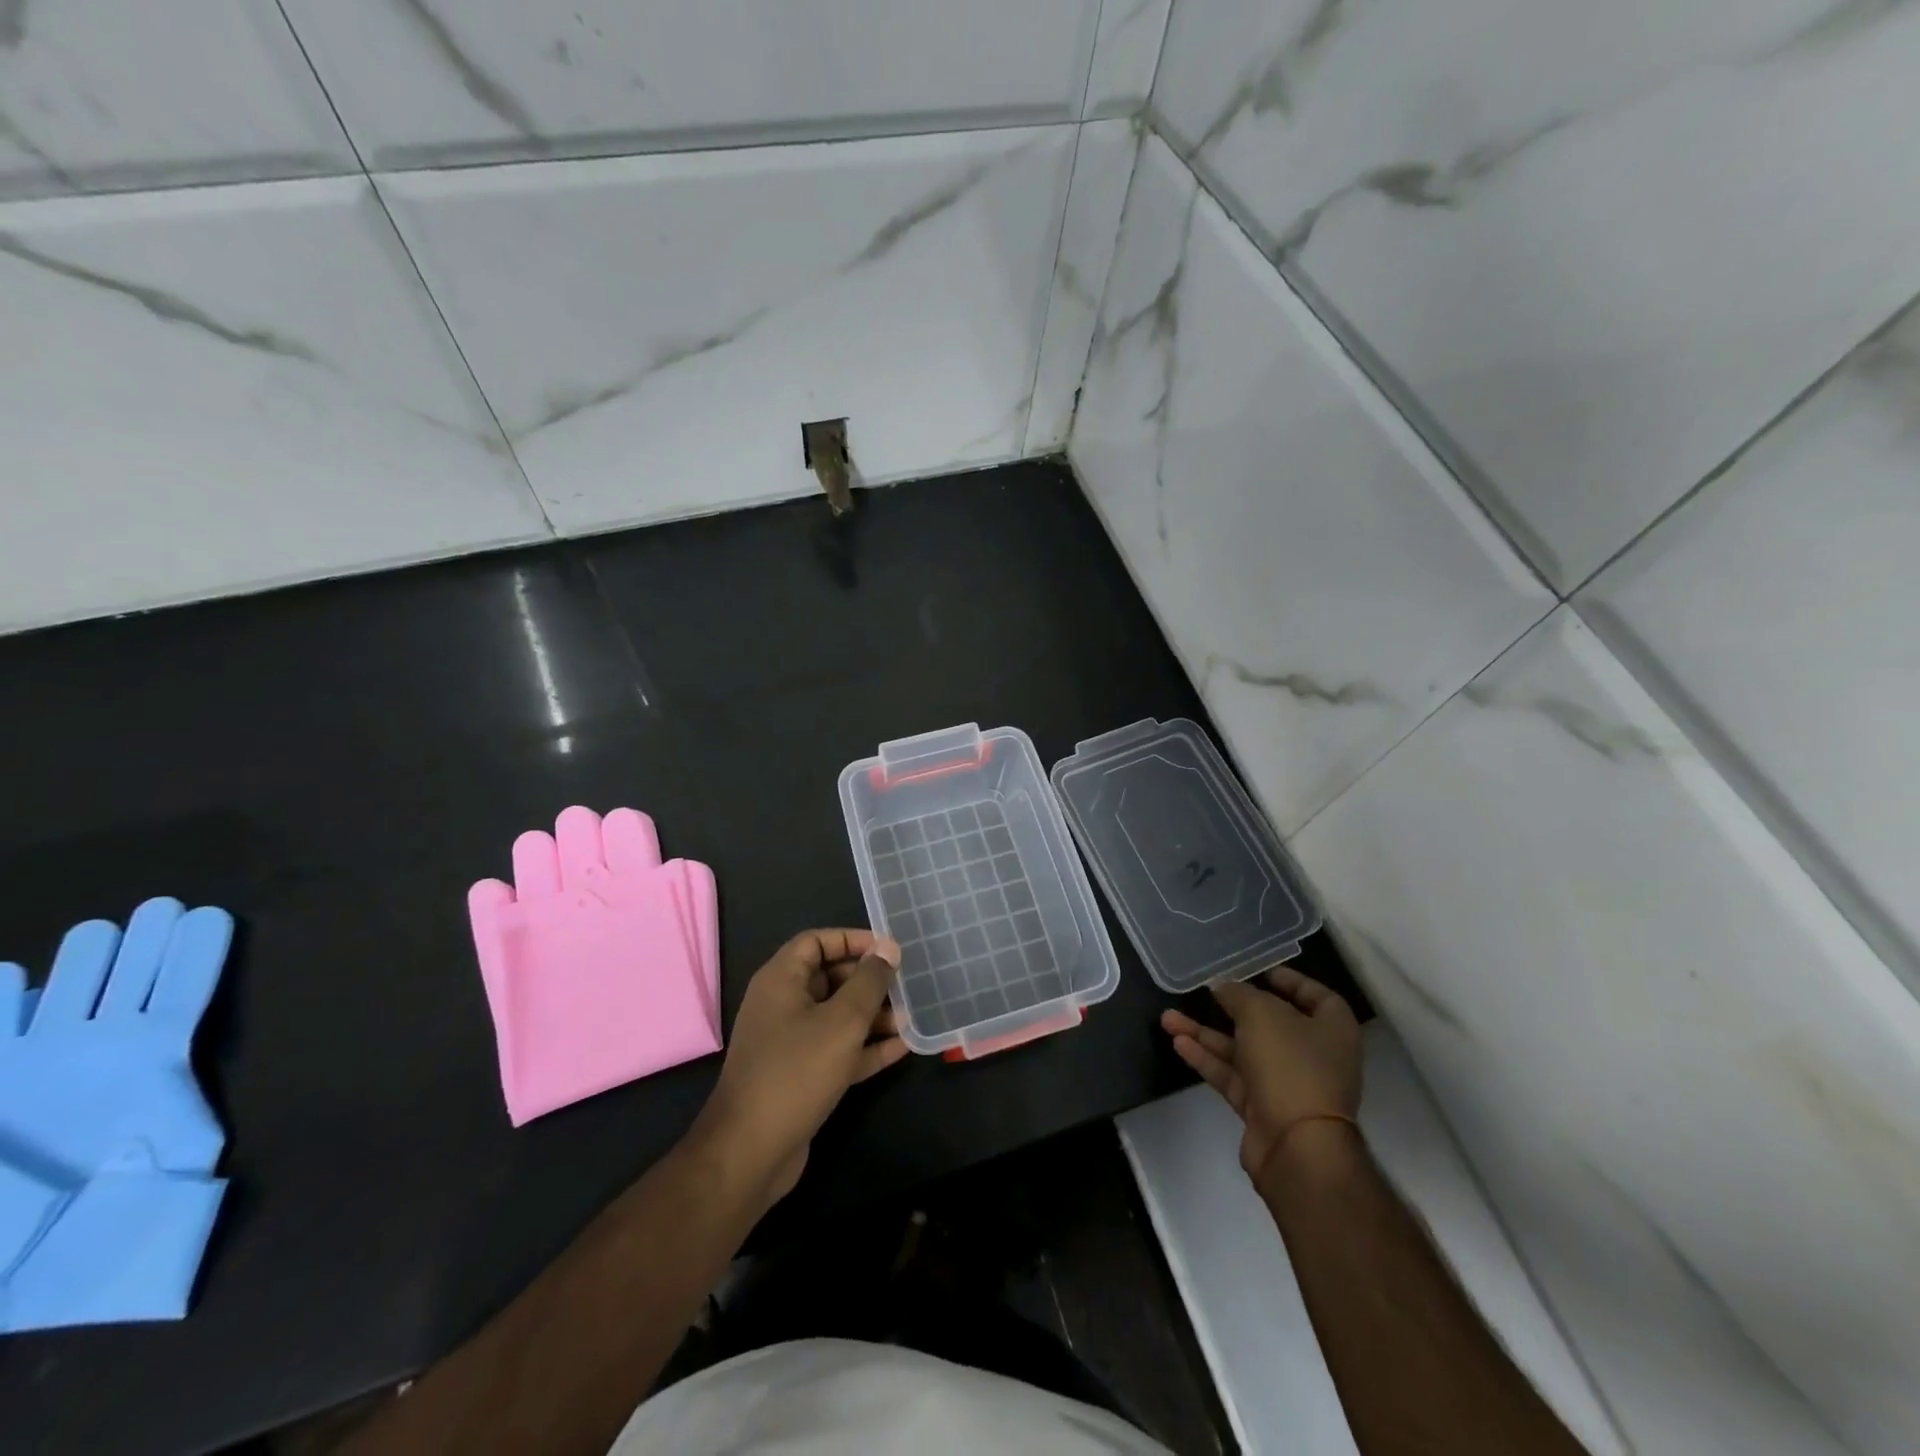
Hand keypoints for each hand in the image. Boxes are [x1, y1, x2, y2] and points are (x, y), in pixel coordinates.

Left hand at [691, 929, 905, 1205]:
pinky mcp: (801, 1076)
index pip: (816, 942)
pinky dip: (865, 1047)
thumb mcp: (842, 1021)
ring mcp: (790, 1043)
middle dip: (868, 981)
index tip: (887, 950)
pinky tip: (901, 1048)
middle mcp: (782, 1005)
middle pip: (829, 978)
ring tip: (909, 1018)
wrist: (750, 1153)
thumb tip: (889, 947)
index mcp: (781, 981)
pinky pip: (837, 1050)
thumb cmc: (796, 1072)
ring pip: (836, 1016)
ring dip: (872, 1016)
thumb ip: (869, 981)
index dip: (852, 940)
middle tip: (905, 986)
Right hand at [1161, 966, 1361, 1187]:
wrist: (1296, 1147)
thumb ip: (1239, 995)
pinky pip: (1232, 1076)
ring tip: (1168, 1017)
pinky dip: (1207, 1059)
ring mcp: (1288, 1085)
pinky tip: (1179, 1043)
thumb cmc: (1291, 1066)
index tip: (1262, 972)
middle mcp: (1314, 1056)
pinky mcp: (1263, 1109)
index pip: (1317, 997)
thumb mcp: (1261, 1014)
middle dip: (1234, 1008)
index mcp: (1332, 1031)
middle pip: (1272, 1024)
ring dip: (1207, 1034)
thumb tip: (1223, 987)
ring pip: (1243, 1051)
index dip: (1292, 981)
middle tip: (1207, 992)